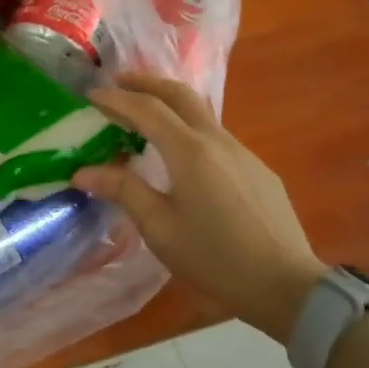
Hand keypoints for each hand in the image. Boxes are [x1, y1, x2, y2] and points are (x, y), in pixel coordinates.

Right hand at [74, 74, 324, 344]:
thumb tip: (82, 172)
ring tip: (143, 117)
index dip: (116, 99)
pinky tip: (179, 156)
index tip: (90, 95)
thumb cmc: (214, 258)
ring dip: (169, 104)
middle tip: (117, 82)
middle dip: (146, 83)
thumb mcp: (159, 228)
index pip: (147, 110)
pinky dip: (188, 129)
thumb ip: (123, 191)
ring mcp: (242, 153)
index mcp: (190, 152)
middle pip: (180, 95)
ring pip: (201, 113)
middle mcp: (217, 141)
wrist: (286, 285)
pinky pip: (215, 136)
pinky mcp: (256, 169)